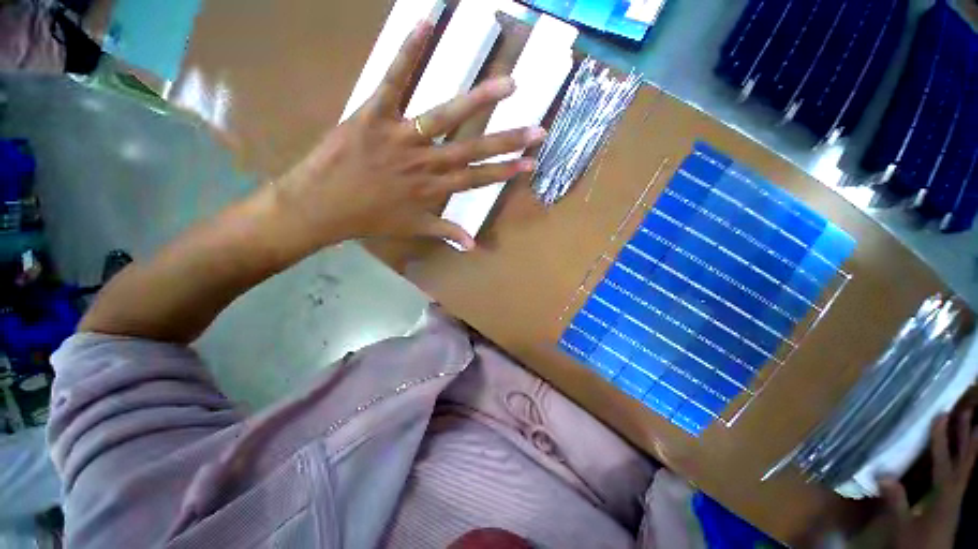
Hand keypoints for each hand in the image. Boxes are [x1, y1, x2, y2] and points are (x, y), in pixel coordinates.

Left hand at [273, 20, 544, 251]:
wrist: (321, 207)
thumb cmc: (369, 219)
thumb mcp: (412, 229)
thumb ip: (446, 232)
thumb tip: (473, 246)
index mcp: (433, 189)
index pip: (477, 179)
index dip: (504, 172)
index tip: (529, 163)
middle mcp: (424, 164)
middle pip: (472, 150)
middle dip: (507, 141)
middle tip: (537, 129)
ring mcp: (400, 137)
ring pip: (445, 117)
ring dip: (479, 101)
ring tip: (509, 85)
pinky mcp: (373, 115)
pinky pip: (393, 81)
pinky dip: (408, 52)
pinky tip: (425, 25)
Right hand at [878, 410, 977, 548]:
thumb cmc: (915, 544)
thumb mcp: (902, 527)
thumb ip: (896, 501)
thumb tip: (882, 473)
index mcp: (944, 497)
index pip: (944, 462)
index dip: (941, 440)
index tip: (939, 415)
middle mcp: (955, 493)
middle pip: (964, 461)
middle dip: (965, 436)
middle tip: (967, 410)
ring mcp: (957, 498)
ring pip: (968, 467)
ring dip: (970, 445)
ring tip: (973, 424)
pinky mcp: (954, 502)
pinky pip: (964, 474)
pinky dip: (967, 459)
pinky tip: (964, 453)